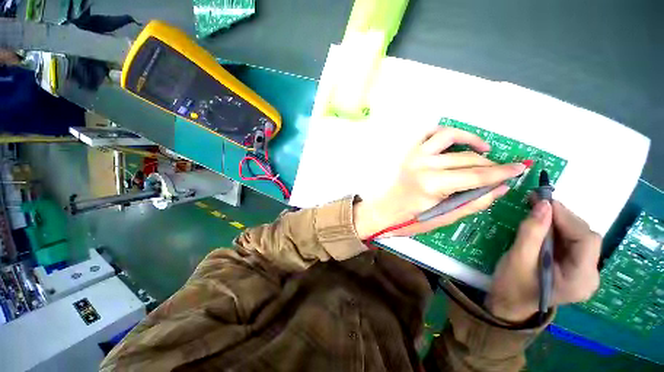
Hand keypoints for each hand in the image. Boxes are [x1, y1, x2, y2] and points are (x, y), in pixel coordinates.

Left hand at [353, 127, 526, 238]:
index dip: (502, 172)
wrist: (384, 211)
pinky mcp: (408, 153)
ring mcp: (414, 155)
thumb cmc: (411, 219)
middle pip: (467, 158)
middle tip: (501, 170)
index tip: (521, 167)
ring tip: (484, 148)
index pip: (477, 175)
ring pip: (449, 136)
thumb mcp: (445, 217)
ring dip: (470, 139)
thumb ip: (474, 202)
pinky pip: (428, 134)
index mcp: (433, 184)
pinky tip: (455, 141)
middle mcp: (424, 164)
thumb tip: (500, 187)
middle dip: (490, 163)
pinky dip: (445, 133)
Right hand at [486, 200, 601, 322]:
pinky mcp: (576, 267)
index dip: (567, 218)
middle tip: (536, 202)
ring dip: (558, 221)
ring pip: (579, 237)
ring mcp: (584, 271)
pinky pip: (571, 242)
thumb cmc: (511, 285)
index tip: (542, 202)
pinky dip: (556, 228)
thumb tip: (542, 203)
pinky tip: (542, 221)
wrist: (509, 303)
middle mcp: (590, 275)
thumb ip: (531, 232)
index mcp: (580, 280)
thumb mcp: (517, 258)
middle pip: (585, 237)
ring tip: (536, 208)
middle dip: (562, 218)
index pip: (586, 241)